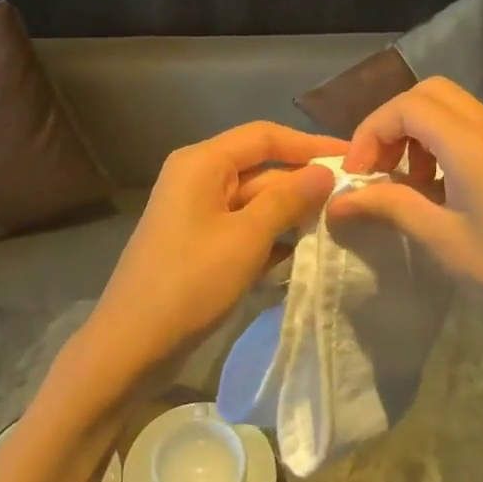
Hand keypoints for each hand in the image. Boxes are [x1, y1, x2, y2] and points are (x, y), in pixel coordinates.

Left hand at [82, 122, 343, 389]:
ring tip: (337, 226)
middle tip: (351, 200)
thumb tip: (324, 173)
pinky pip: (242, 226)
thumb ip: (288, 199)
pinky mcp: (199, 241)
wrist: (131, 344)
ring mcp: (196, 211)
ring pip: (254, 200)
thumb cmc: (190, 282)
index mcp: (202, 162)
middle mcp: (198, 177)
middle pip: (260, 168)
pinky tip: (303, 254)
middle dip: (302, 184)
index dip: (310, 144)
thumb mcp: (247, 238)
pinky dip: (270, 236)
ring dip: (290, 213)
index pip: (265, 136)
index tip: (352, 158)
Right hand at [331, 78, 482, 385]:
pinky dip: (445, 143)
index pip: (406, 107)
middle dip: (393, 122)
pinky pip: (475, 128)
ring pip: (453, 108)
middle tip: (379, 167)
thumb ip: (389, 207)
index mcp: (471, 144)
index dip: (371, 132)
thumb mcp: (442, 241)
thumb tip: (338, 200)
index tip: (356, 174)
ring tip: (408, 182)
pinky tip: (443, 190)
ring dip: (419, 132)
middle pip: (430, 94)